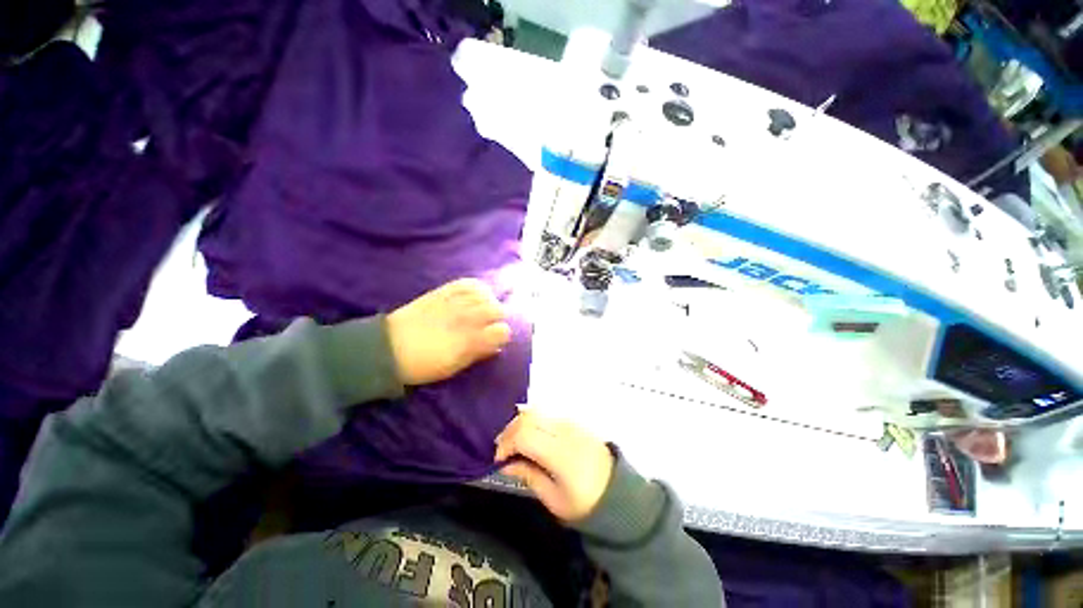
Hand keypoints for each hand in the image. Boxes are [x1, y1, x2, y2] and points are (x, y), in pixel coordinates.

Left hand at [386, 278, 511, 385]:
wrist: (388, 348)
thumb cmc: (423, 364)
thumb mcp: (454, 366)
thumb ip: (478, 353)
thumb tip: (496, 345)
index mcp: (469, 340)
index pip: (502, 331)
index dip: (502, 335)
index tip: (496, 339)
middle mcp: (466, 318)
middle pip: (498, 309)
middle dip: (498, 318)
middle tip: (490, 324)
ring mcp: (454, 302)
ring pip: (486, 294)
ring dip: (489, 302)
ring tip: (483, 308)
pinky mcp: (443, 291)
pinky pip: (468, 283)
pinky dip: (477, 288)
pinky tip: (476, 295)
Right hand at [494, 409, 614, 521]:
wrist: (617, 491)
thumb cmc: (585, 502)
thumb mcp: (554, 499)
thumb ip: (529, 476)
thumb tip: (505, 464)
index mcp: (560, 453)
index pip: (525, 434)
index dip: (506, 444)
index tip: (498, 460)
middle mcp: (565, 431)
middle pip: (529, 417)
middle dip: (510, 431)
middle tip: (502, 450)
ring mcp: (571, 422)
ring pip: (537, 410)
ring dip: (520, 423)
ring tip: (513, 442)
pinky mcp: (574, 421)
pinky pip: (547, 413)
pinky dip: (533, 420)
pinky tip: (529, 435)